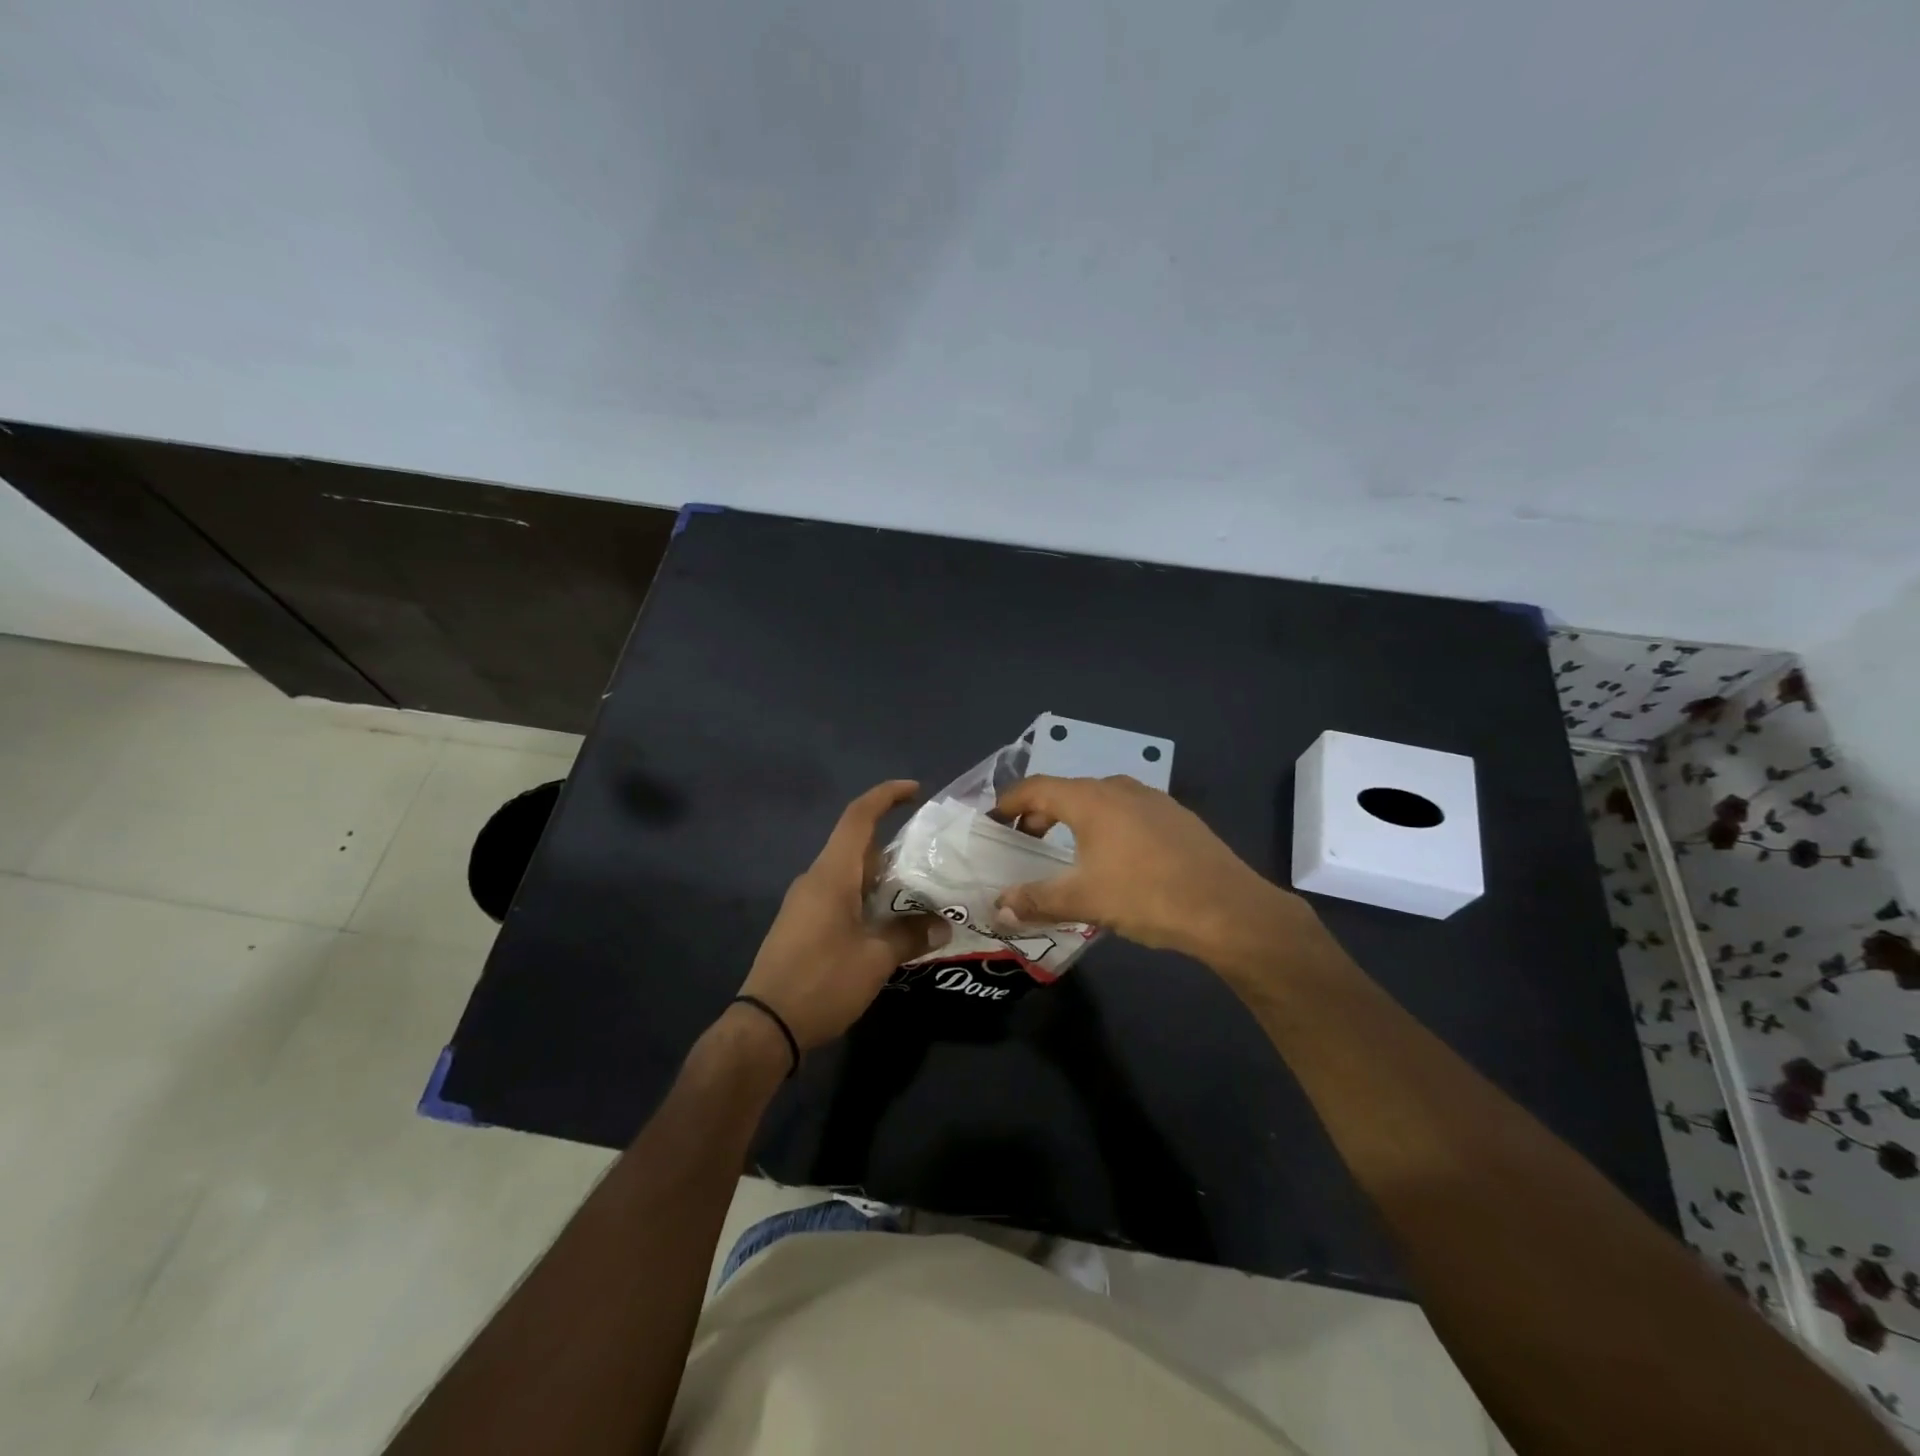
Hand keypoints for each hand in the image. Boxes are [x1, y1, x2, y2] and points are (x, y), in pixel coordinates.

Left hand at [738, 780, 948, 1050]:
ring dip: (882, 877)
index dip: (886, 796)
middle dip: (894, 845)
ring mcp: (805, 902)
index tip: (915, 790)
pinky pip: (840, 895)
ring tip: (920, 891)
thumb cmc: (822, 982)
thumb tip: (943, 925)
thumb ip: (910, 936)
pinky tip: (889, 921)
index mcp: (832, 875)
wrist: (765, 1026)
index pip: (858, 817)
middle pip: (857, 846)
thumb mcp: (875, 960)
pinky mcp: (802, 924)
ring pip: (850, 874)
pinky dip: (867, 897)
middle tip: (933, 857)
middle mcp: (815, 879)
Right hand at [994, 774, 1305, 964]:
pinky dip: (1105, 826)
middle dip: (1039, 815)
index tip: (992, 822)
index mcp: (1090, 799)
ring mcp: (1152, 799)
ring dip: (1073, 820)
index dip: (1008, 803)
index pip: (1035, 788)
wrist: (1228, 908)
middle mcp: (1119, 787)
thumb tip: (998, 907)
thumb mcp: (1083, 900)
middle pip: (1066, 792)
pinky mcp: (1176, 817)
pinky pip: (1126, 812)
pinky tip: (1114, 859)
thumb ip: (1035, 900)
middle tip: (1025, 844)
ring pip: (1099, 801)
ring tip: (1066, 853)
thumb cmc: (1146, 895)